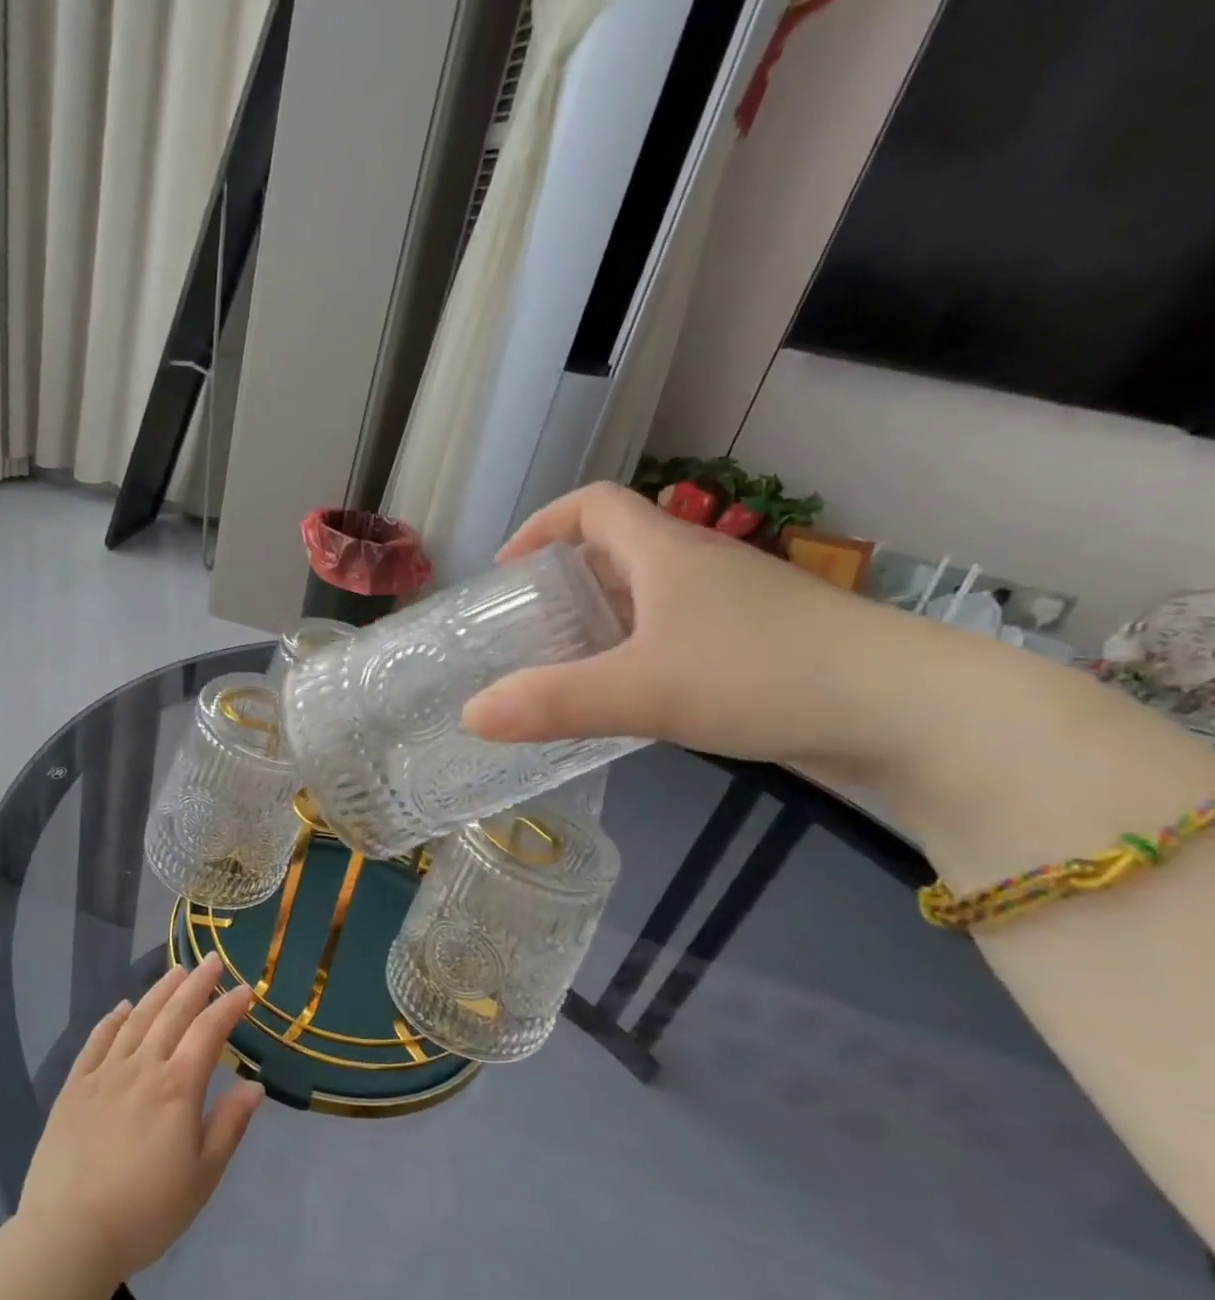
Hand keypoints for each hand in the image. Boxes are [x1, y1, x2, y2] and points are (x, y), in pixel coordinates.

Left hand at [17, 954, 263, 1284]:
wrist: (69, 1234)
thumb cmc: (146, 1211)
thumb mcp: (203, 1177)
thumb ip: (229, 1126)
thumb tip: (254, 1085)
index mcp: (177, 1087)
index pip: (209, 1032)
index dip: (228, 1007)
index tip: (244, 988)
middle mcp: (142, 1067)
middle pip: (173, 1014)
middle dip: (196, 983)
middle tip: (211, 960)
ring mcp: (104, 1073)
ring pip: (137, 1019)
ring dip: (159, 991)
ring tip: (175, 971)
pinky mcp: (74, 1087)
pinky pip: (97, 1041)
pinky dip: (112, 1020)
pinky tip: (122, 1008)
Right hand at [462, 481, 943, 775]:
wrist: (909, 713)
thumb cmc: (764, 675)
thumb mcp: (642, 690)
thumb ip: (552, 702)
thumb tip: (470, 715)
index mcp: (668, 553)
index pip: (594, 505)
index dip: (542, 525)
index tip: (507, 571)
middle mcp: (698, 568)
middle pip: (615, 550)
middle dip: (562, 581)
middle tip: (523, 629)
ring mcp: (732, 607)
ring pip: (647, 596)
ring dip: (599, 620)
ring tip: (561, 665)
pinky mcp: (755, 646)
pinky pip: (674, 634)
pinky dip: (636, 652)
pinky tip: (626, 696)